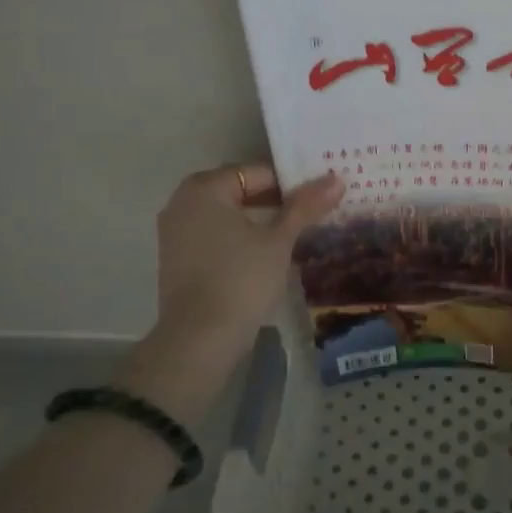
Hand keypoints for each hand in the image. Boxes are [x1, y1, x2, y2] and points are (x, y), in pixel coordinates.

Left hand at [151, 163, 344, 367]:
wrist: (199, 340)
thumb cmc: (241, 279)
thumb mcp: (279, 240)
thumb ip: (305, 207)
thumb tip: (336, 179)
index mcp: (205, 188)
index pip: (258, 172)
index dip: (291, 183)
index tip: (317, 198)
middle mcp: (183, 201)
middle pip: (240, 190)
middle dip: (275, 200)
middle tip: (309, 213)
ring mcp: (175, 231)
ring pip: (226, 214)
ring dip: (257, 219)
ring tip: (292, 233)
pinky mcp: (176, 258)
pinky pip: (213, 234)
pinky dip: (238, 237)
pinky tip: (264, 254)